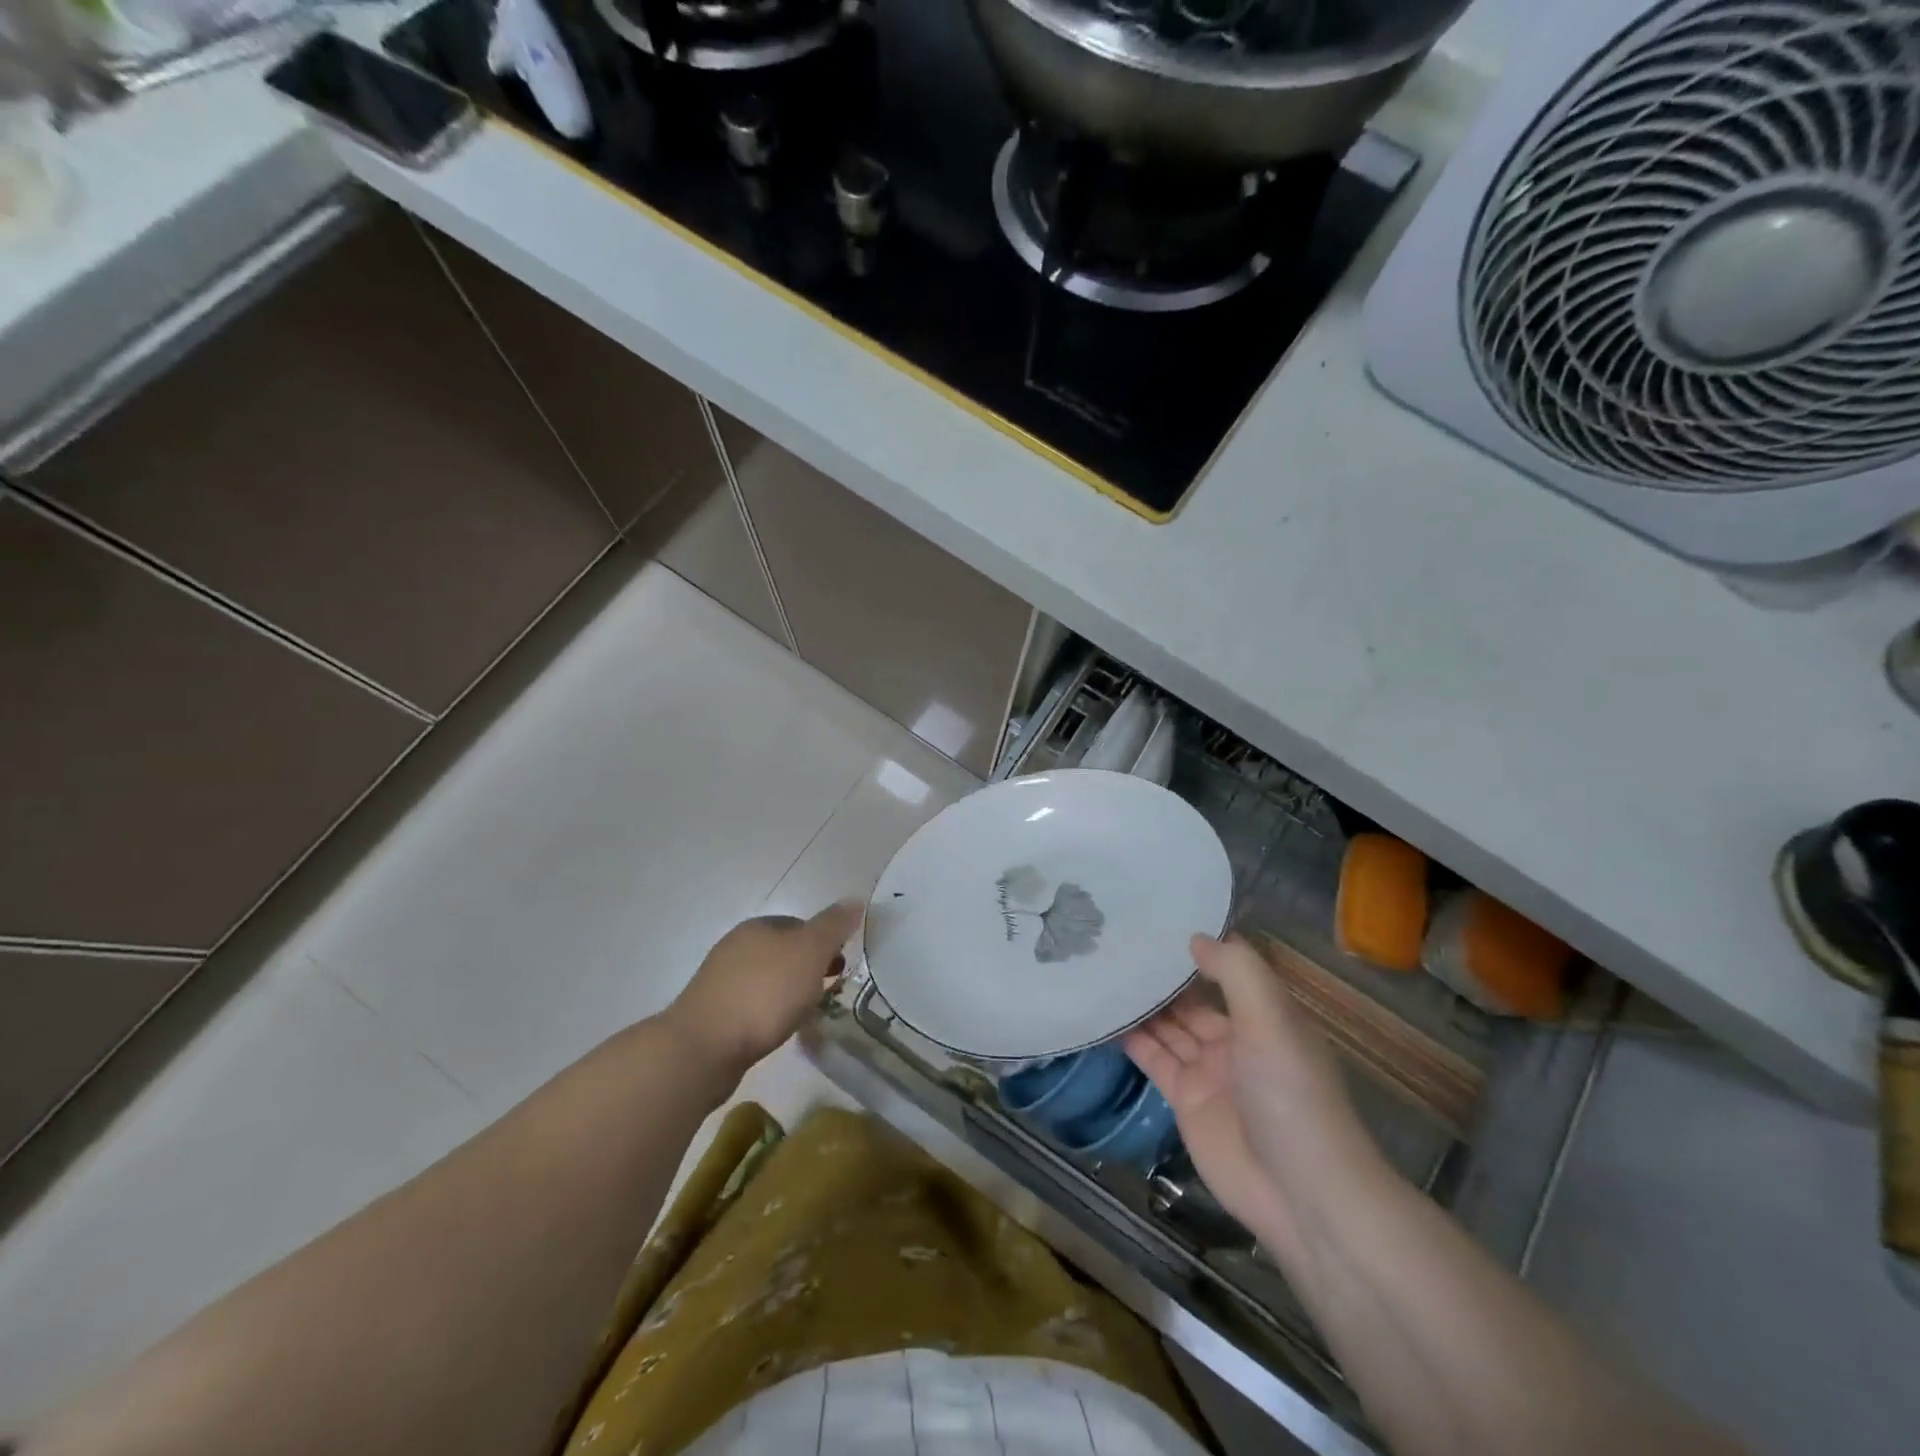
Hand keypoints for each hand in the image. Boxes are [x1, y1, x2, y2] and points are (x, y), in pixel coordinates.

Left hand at [667, 901, 862, 1079]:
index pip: (800, 924)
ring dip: (789, 991)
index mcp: (758, 926)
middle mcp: (736, 947)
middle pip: (783, 952)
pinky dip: (769, 1013)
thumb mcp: (810, 952)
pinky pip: (752, 1005)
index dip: (824, 941)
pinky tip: (778, 1030)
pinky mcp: (713, 1014)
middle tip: (830, 990)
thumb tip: (855, 900)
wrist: (703, 1048)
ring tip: (807, 1014)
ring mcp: (720, 981)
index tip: (841, 966)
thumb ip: (833, 926)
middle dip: (808, 968)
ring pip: (767, 979)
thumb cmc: (764, 993)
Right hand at [1125, 934, 1372, 1262]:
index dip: (1197, 947)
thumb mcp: (1270, 1020)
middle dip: (1161, 974)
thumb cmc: (1291, 1093)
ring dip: (1141, 1003)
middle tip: (1116, 940)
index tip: (1157, 918)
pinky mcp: (1185, 1100)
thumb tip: (1195, 936)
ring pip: (1169, 1026)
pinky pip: (1154, 1059)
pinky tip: (1104, 1014)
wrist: (1301, 1194)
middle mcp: (1236, 1038)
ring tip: (1103, 969)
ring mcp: (1209, 1071)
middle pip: (1192, 999)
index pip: (1227, 970)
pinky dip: (1131, 1039)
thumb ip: (1235, 971)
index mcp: (1265, 1016)